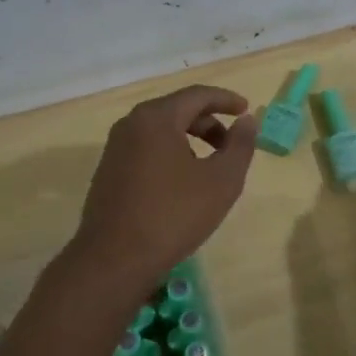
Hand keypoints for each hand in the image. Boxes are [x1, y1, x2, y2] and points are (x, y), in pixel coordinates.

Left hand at [70, 85, 259, 289]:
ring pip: (161, 130)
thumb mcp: (222, 181)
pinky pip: (146, 149)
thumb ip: (240, 145)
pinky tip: (183, 183)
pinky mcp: (108, 171)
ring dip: (190, 139)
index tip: (247, 110)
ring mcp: (115, 148)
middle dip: (210, 122)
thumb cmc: (174, 215)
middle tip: (232, 144)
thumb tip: (247, 120)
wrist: (114, 260)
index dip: (226, 100)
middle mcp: (131, 124)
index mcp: (156, 118)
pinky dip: (171, 153)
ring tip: (210, 166)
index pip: (197, 95)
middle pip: (177, 110)